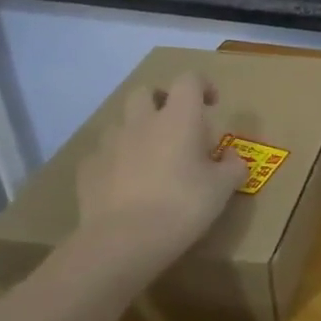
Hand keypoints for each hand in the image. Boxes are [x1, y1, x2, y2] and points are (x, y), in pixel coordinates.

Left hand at [74, 74, 249, 275]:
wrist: (125, 241)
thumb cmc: (183, 206)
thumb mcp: (223, 188)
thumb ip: (232, 166)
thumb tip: (231, 157)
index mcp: (178, 119)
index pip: (188, 80)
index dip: (202, 85)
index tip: (211, 104)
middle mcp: (142, 122)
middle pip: (146, 92)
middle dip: (161, 101)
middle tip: (177, 125)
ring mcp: (110, 145)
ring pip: (121, 123)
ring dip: (137, 131)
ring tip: (151, 158)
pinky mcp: (88, 170)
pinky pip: (103, 155)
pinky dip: (116, 161)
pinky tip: (126, 184)